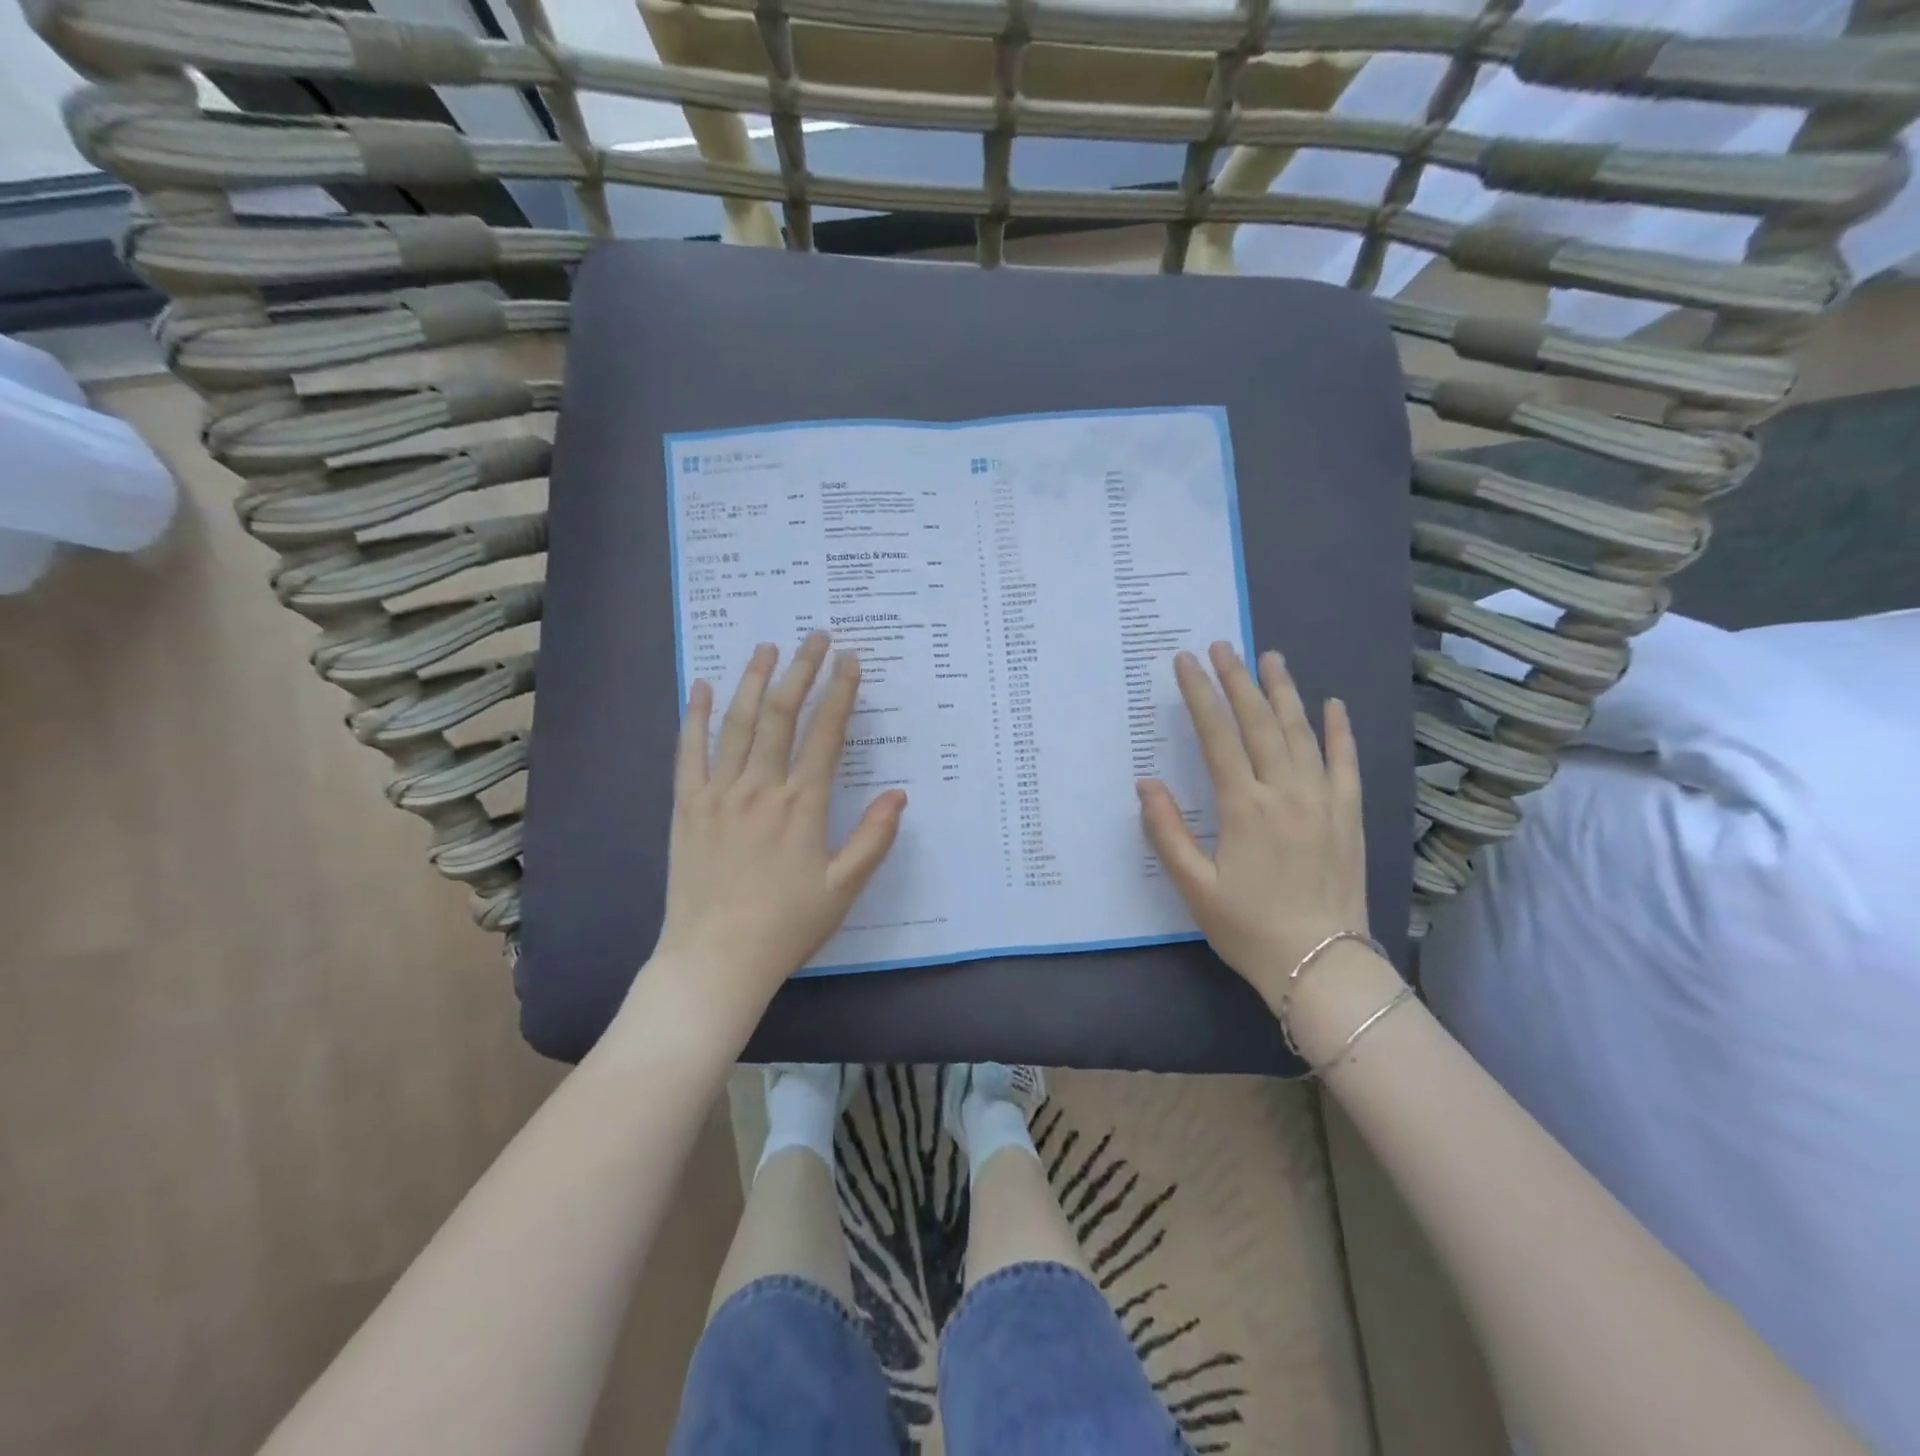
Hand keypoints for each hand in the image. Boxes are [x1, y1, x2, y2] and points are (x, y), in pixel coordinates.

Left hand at [650, 631, 906, 1012]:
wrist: (715, 959)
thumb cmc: (787, 925)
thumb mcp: (843, 888)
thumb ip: (873, 838)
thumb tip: (899, 795)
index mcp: (802, 805)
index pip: (826, 734)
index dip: (840, 693)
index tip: (851, 662)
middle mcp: (761, 788)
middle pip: (782, 715)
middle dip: (801, 671)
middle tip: (815, 637)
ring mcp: (719, 793)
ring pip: (738, 723)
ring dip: (754, 680)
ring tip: (767, 647)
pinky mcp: (688, 806)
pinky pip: (690, 751)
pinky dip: (697, 716)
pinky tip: (704, 687)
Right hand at [1137, 642, 1369, 1000]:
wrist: (1322, 965)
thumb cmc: (1249, 927)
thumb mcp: (1194, 887)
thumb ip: (1166, 832)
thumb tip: (1146, 784)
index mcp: (1244, 808)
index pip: (1218, 736)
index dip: (1199, 696)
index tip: (1185, 662)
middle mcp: (1286, 792)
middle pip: (1260, 723)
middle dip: (1237, 681)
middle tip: (1222, 646)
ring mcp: (1323, 800)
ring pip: (1301, 733)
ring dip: (1284, 692)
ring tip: (1270, 657)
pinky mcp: (1349, 815)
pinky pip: (1346, 762)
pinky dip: (1339, 731)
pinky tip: (1332, 704)